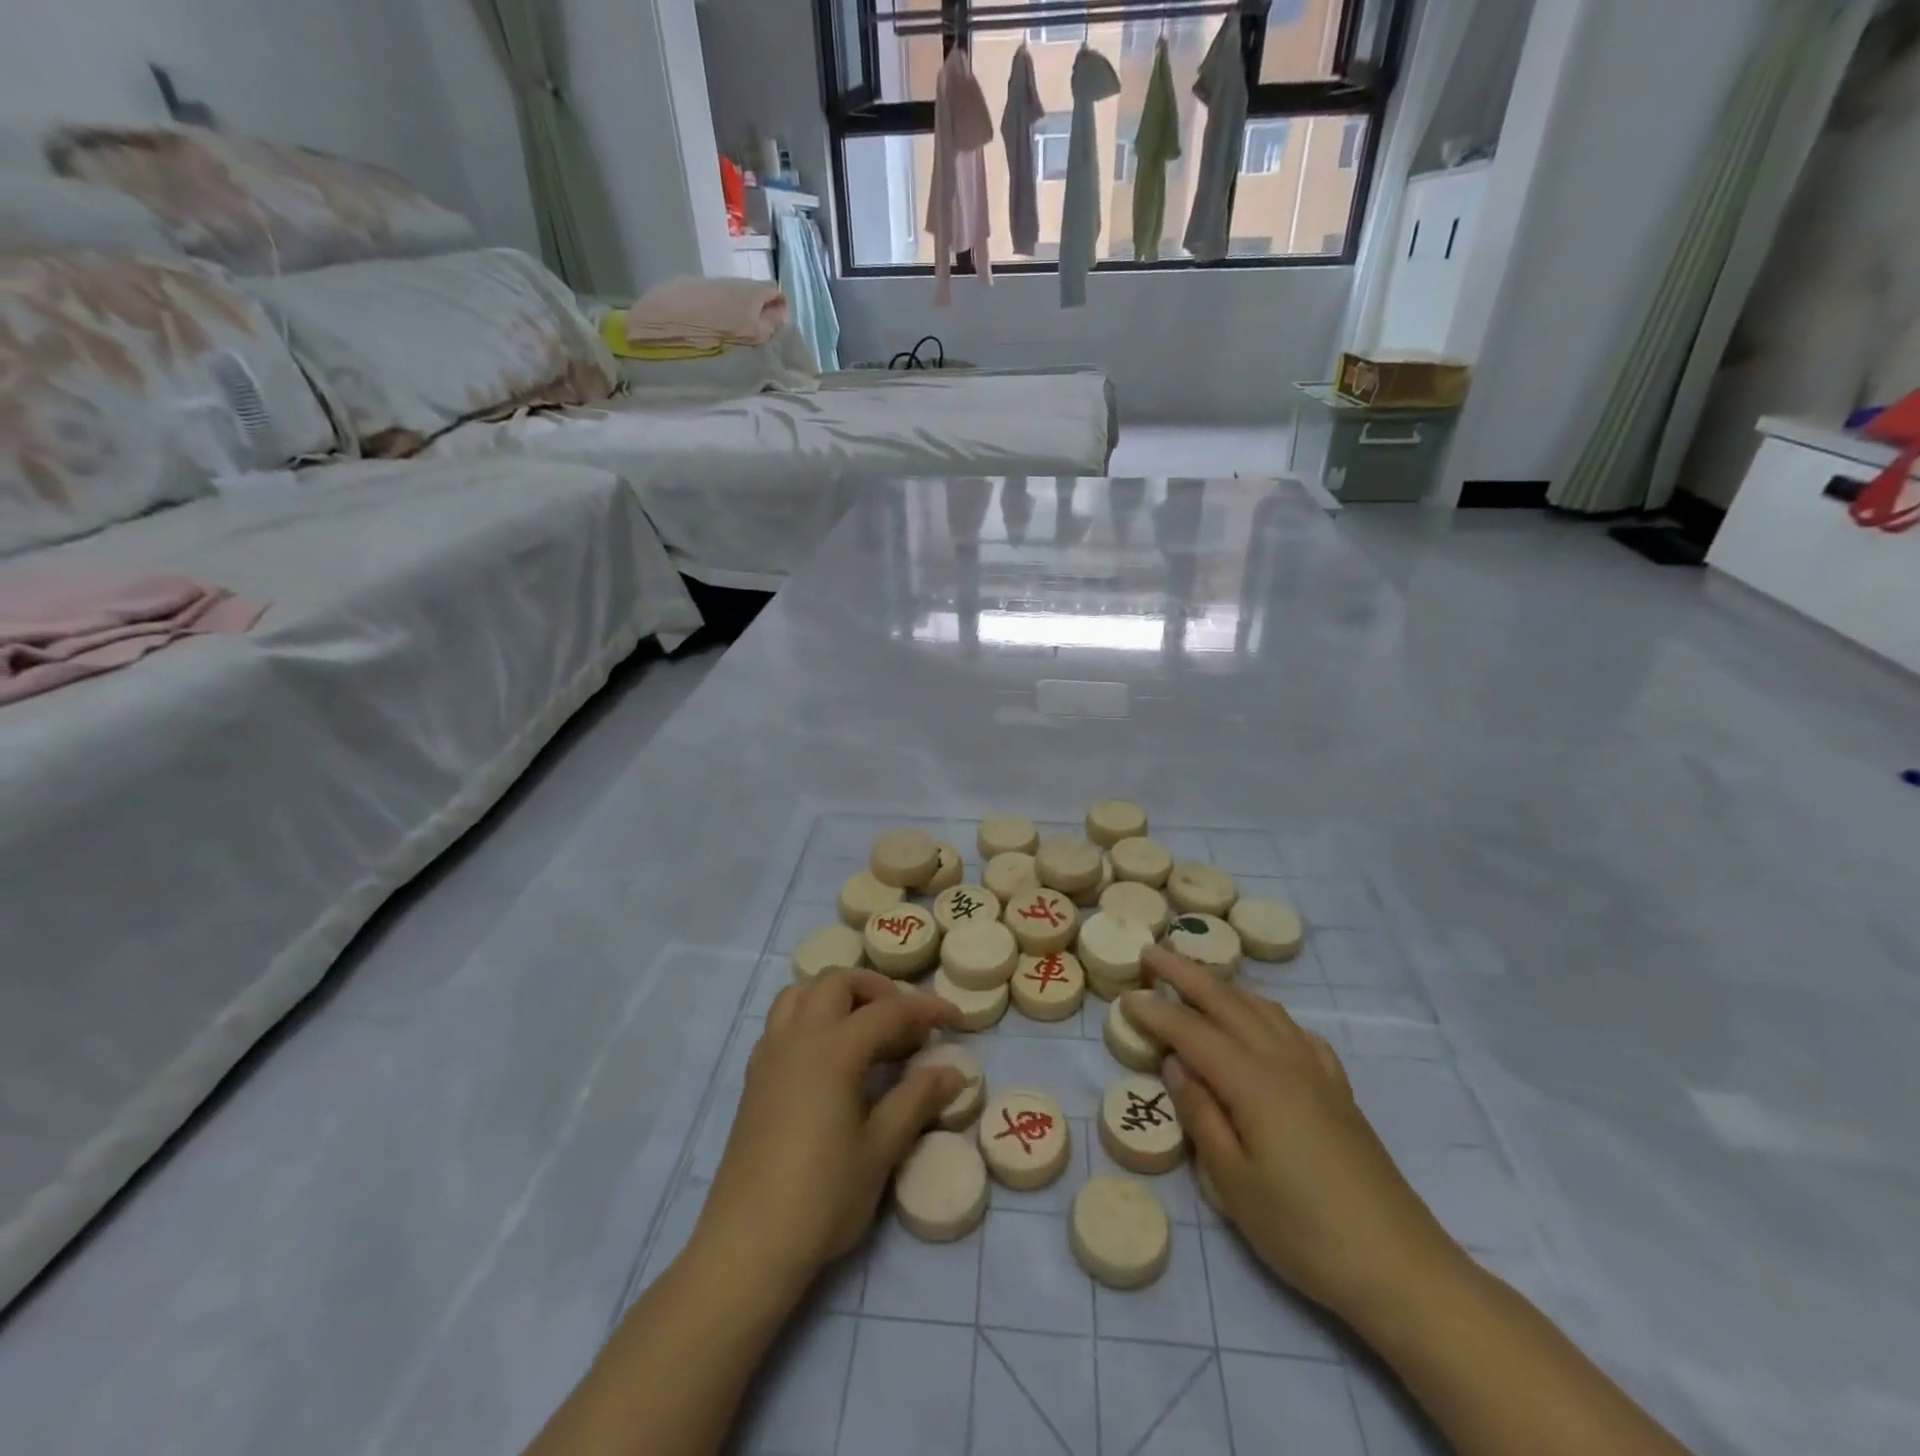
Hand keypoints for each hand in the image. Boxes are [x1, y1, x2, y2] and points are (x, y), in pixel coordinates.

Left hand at [695, 968, 964, 1292]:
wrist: (747, 1247)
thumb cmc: (822, 1198)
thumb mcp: (881, 1149)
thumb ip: (917, 1100)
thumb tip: (954, 1071)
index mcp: (833, 1049)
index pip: (889, 1010)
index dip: (927, 1010)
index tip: (956, 1019)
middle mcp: (798, 1037)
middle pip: (838, 982)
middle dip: (877, 990)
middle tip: (906, 1023)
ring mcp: (770, 1055)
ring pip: (802, 993)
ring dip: (838, 996)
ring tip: (866, 1030)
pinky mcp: (754, 1078)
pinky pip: (783, 1022)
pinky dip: (811, 1018)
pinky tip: (830, 1059)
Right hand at [1120, 945, 1464, 1324]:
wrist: (1399, 1267)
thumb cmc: (1303, 1229)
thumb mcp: (1233, 1182)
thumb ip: (1201, 1114)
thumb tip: (1175, 1063)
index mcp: (1252, 1080)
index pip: (1191, 1032)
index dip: (1155, 1012)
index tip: (1125, 997)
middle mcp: (1283, 1060)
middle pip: (1227, 1002)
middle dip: (1185, 974)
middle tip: (1152, 952)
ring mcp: (1316, 1072)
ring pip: (1263, 1008)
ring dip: (1225, 986)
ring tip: (1198, 977)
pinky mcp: (1337, 1090)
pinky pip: (1295, 1031)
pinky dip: (1267, 1013)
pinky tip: (1263, 1024)